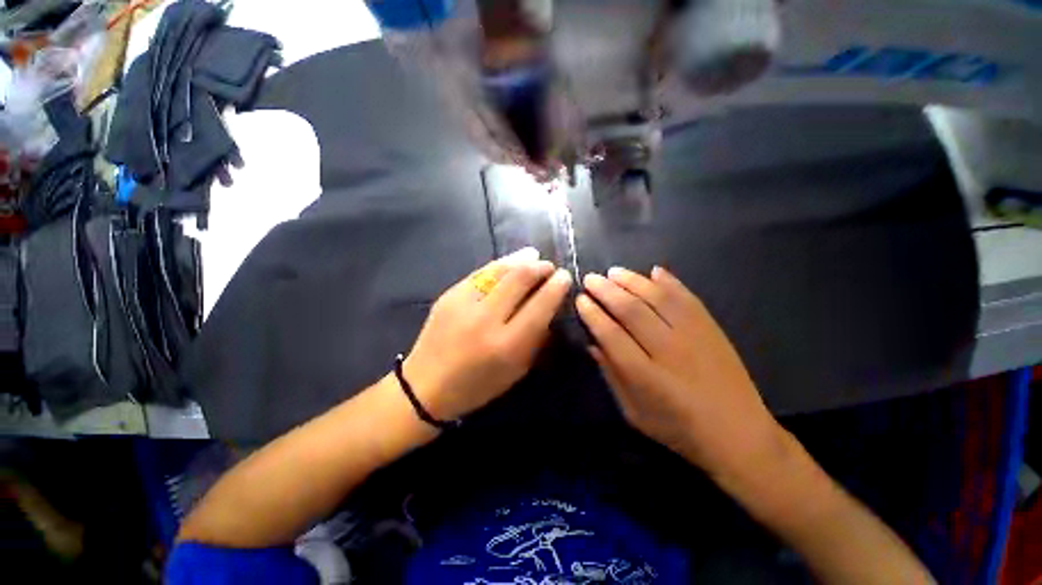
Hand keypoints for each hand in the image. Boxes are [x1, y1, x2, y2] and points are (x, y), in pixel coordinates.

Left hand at [404, 248, 572, 420]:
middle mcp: (485, 319)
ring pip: (499, 270)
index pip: (540, 306)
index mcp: (506, 345)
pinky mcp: (449, 294)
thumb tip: (549, 306)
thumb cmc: (478, 385)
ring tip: (534, 256)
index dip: (556, 287)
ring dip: (521, 260)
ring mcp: (463, 303)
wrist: (426, 385)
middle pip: (519, 279)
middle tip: (549, 266)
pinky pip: (480, 272)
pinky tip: (510, 261)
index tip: (565, 277)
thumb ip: (536, 338)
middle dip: (540, 267)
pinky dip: (499, 264)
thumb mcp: (516, 370)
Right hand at [576, 266, 784, 479]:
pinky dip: (669, 282)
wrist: (739, 434)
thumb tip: (593, 343)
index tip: (580, 299)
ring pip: (656, 298)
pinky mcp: (711, 328)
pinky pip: (687, 297)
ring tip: (613, 272)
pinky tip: (653, 271)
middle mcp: (668, 350)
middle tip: (590, 279)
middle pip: (631, 310)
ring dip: (632, 281)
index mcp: (645, 376)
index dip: (593, 314)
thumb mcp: (634, 412)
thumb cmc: (678, 429)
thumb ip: (612, 375)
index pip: (611, 334)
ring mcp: (693, 335)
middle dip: (606, 291)